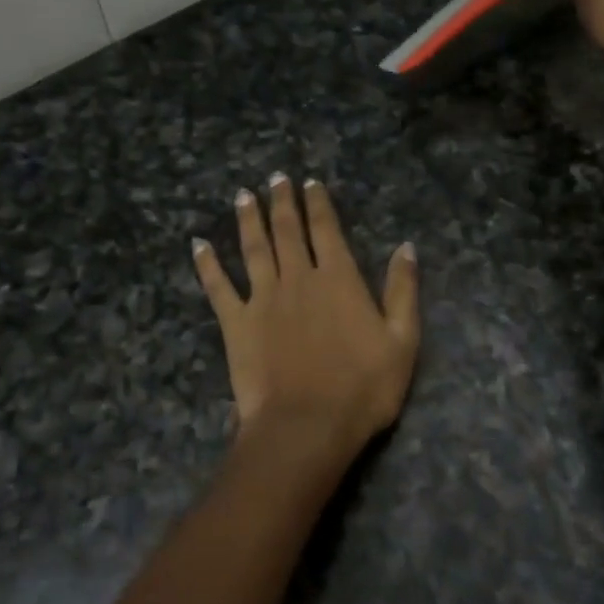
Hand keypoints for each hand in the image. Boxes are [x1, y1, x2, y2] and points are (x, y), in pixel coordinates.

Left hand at [193, 175, 419, 463]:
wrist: (307, 425)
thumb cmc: (363, 387)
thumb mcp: (403, 340)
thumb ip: (402, 290)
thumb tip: (406, 247)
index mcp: (338, 279)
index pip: (327, 230)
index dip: (319, 203)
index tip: (310, 182)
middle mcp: (298, 278)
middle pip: (288, 230)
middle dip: (283, 202)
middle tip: (276, 178)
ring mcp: (263, 298)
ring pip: (254, 248)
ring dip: (248, 220)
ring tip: (243, 195)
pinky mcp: (236, 323)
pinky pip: (218, 287)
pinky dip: (207, 265)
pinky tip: (198, 245)